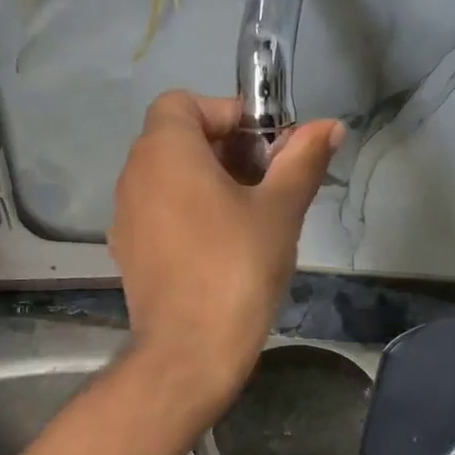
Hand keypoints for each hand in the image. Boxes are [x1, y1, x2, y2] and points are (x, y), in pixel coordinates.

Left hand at [109, 92, 342, 417]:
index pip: (183, 103)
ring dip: (206, 181)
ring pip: (166, 178)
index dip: (226, 113)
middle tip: (267, 179)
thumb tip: (329, 126)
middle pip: (175, 139)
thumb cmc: (236, 268)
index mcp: (164, 152)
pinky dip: (186, 212)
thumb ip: (302, 160)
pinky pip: (158, 213)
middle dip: (223, 148)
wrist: (189, 351)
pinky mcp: (128, 252)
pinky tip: (220, 245)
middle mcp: (133, 176)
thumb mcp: (279, 209)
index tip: (264, 144)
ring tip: (249, 213)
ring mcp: (125, 217)